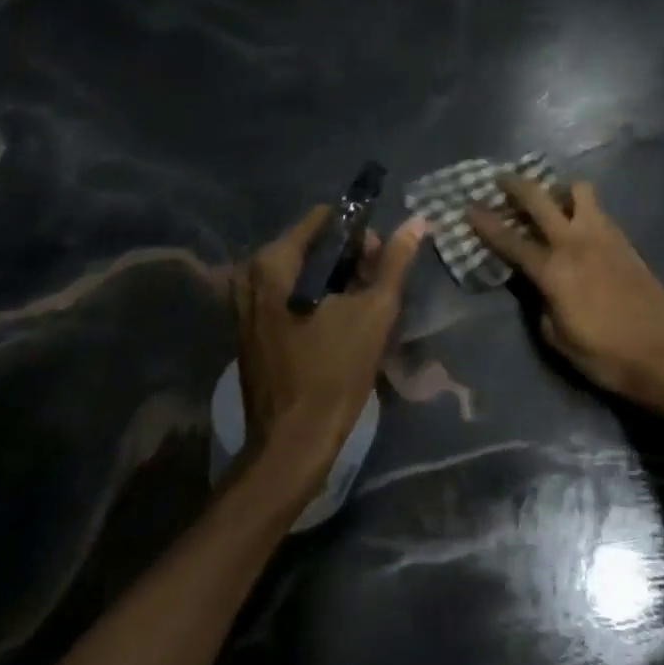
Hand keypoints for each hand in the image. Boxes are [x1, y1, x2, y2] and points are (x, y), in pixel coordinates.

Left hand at [232, 207, 426, 486]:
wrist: (292, 445)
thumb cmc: (333, 373)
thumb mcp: (374, 312)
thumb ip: (394, 262)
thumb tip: (417, 221)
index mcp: (274, 262)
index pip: (325, 219)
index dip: (359, 233)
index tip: (381, 261)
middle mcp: (252, 274)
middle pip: (313, 244)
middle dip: (349, 259)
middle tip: (377, 287)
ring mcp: (246, 302)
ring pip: (303, 271)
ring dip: (336, 281)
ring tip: (364, 308)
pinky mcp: (250, 327)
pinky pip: (290, 294)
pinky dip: (317, 299)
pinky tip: (341, 324)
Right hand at [469, 177, 663, 420]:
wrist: (661, 354)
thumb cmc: (603, 354)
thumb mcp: (557, 337)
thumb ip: (539, 302)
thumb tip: (536, 284)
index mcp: (553, 270)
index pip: (511, 240)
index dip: (487, 223)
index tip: (469, 207)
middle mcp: (575, 242)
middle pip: (540, 198)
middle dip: (516, 185)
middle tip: (503, 180)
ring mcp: (603, 236)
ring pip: (579, 190)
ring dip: (560, 189)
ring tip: (552, 200)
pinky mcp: (624, 240)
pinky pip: (598, 210)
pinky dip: (583, 209)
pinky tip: (580, 224)